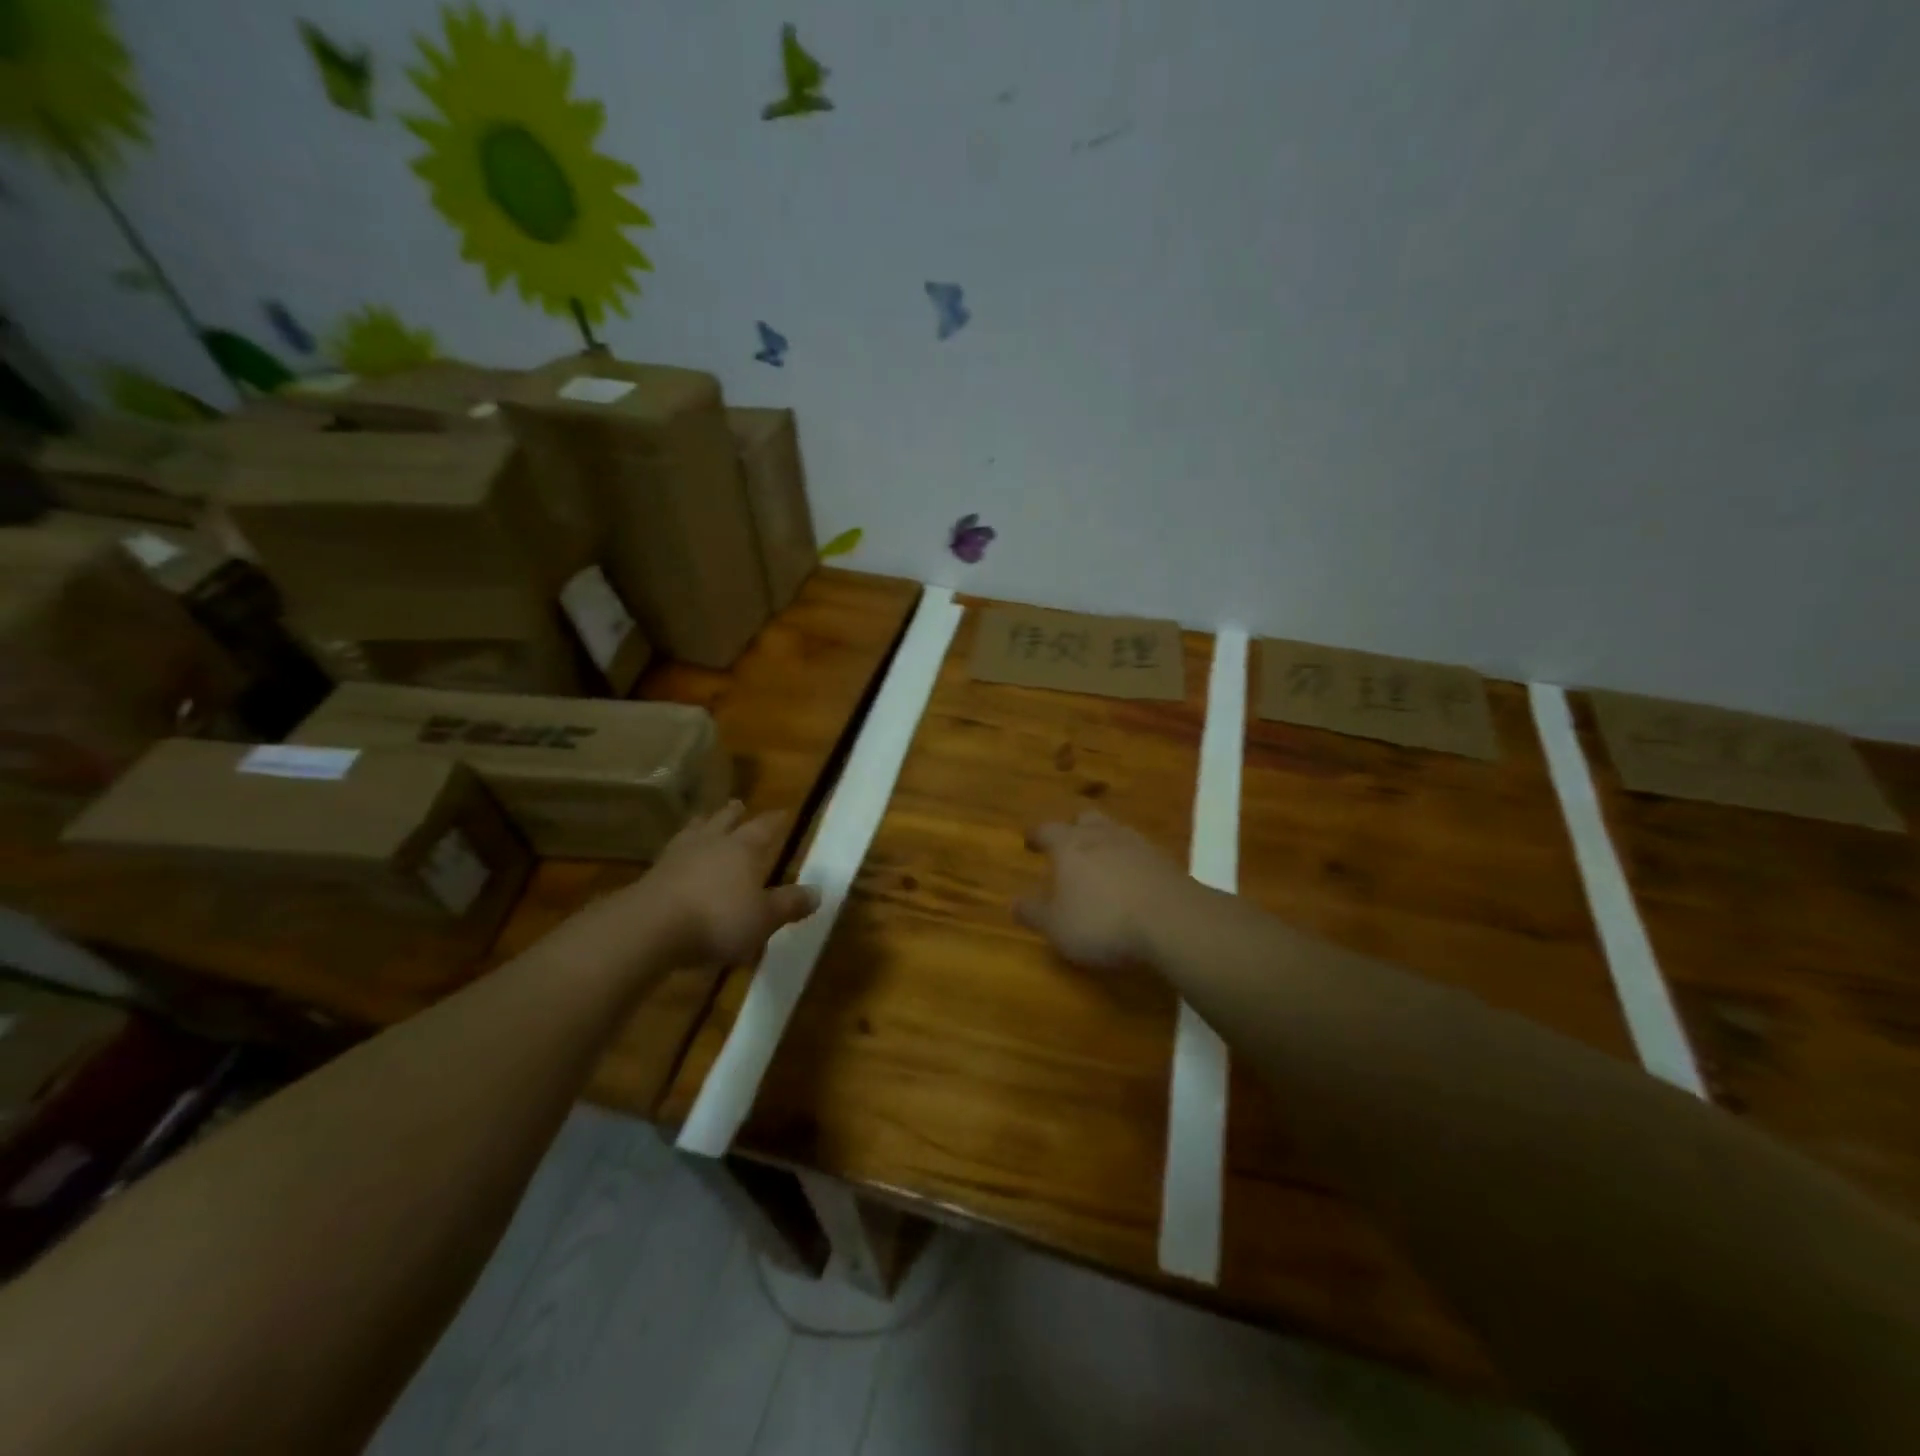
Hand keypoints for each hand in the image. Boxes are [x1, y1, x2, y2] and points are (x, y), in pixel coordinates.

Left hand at [643, 801, 819, 966]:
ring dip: (702, 825)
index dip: (775, 820)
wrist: (650, 927)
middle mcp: (711, 843)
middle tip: (738, 804)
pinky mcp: (652, 876)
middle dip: (733, 813)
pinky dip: (679, 852)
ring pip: (694, 831)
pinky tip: (676, 858)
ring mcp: (677, 856)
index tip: (783, 812)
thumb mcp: (764, 918)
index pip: (764, 827)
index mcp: (743, 848)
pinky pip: (671, 855)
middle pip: (724, 821)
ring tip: (703, 820)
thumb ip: (789, 904)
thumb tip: (818, 891)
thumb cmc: (718, 918)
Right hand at [1014, 810, 1199, 971]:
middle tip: (1067, 841)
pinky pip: (1139, 851)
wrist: (1172, 920)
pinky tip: (1131, 877)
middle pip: (1084, 819)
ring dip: (1104, 840)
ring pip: (1115, 831)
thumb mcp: (1057, 926)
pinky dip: (1130, 859)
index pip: (1047, 830)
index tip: (1030, 841)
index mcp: (1069, 846)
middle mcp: (1102, 836)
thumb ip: (1034, 913)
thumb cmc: (1103, 921)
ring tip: (1100, 858)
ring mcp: (1137, 844)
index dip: (1036, 835)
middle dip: (1073, 827)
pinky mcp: (1165, 861)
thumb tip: (1013, 902)